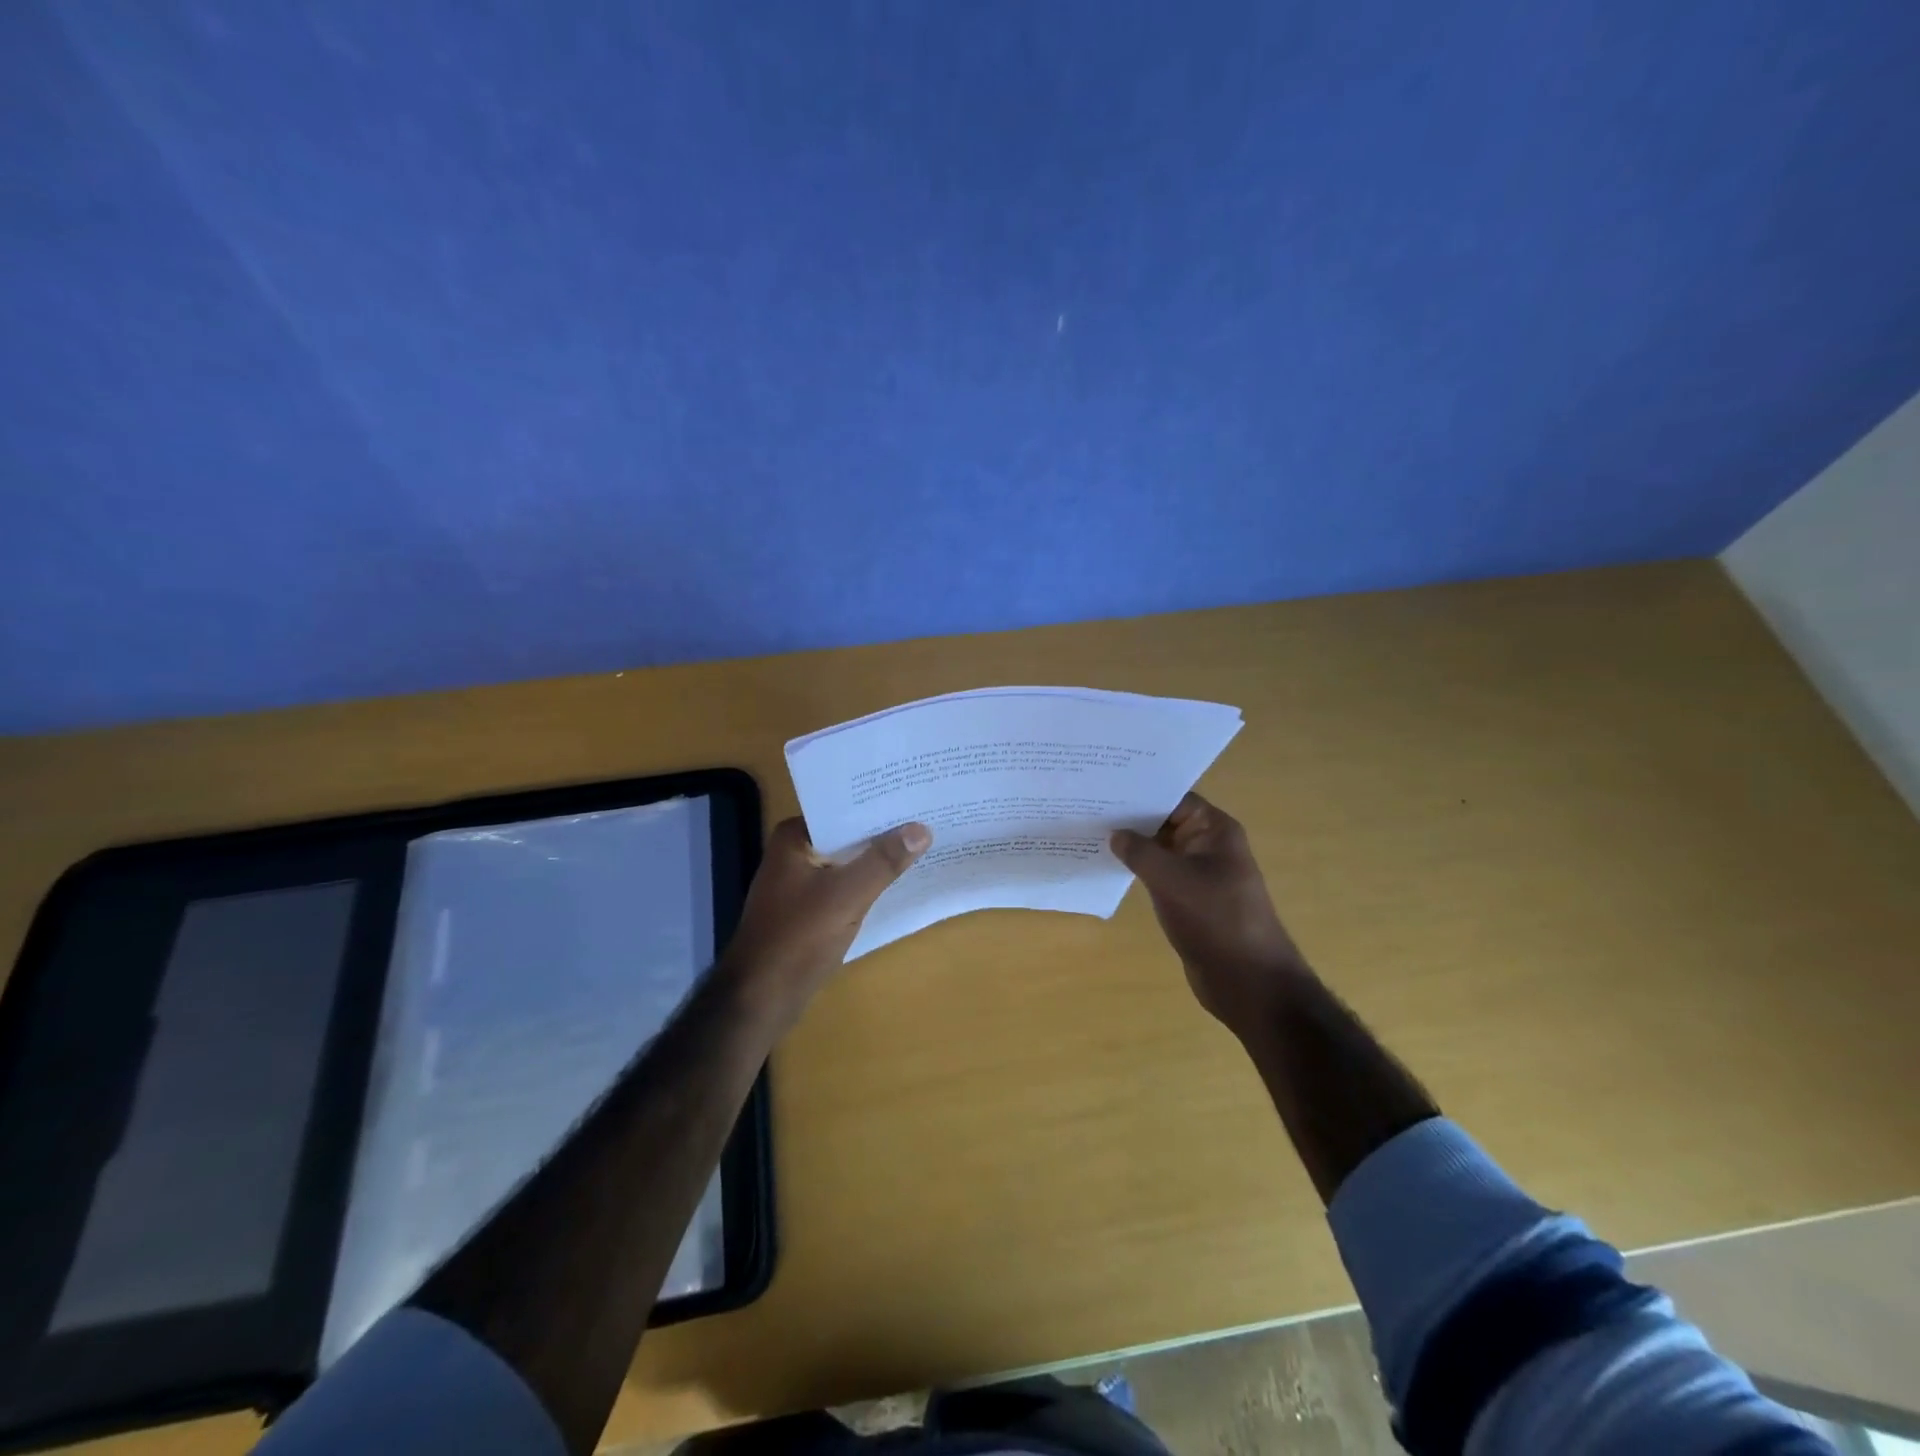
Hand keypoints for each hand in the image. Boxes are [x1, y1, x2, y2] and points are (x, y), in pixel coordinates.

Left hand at [719, 816, 930, 1027]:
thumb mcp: (847, 895)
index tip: (914, 795)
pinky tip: (898, 881)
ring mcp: (800, 883)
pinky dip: (867, 882)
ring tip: (922, 843)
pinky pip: (844, 886)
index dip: (878, 803)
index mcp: (794, 838)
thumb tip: (921, 828)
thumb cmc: (798, 938)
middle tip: (927, 817)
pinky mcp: (808, 910)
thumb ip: (884, 861)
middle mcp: (794, 853)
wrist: (760, 1000)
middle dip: (882, 830)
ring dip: (877, 858)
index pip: (842, 808)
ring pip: (847, 862)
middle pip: (847, 834)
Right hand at [1111, 793, 1308, 1034]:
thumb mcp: (1171, 878)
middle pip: (1166, 821)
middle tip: (1088, 808)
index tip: (1104, 788)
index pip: (1174, 798)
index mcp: (1215, 830)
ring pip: (1161, 849)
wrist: (1248, 981)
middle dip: (1131, 818)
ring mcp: (1200, 874)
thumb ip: (1140, 851)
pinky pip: (1160, 874)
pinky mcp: (1190, 899)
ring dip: (1132, 845)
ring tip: (1091, 833)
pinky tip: (1108, 866)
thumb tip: (1115, 834)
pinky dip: (1138, 869)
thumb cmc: (1215, 919)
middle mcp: (1209, 846)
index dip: (1141, 792)